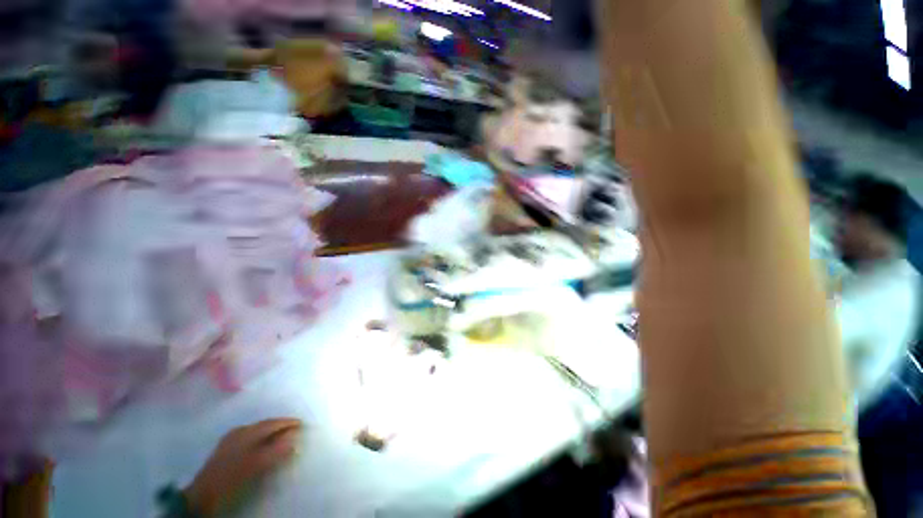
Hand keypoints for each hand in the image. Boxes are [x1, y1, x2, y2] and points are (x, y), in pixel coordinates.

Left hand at [184, 418, 302, 515]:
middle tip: (296, 430)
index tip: (304, 425)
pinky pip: (250, 439)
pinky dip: (261, 440)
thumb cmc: (233, 478)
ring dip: (271, 433)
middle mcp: (239, 431)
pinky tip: (263, 447)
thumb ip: (277, 449)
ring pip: (257, 432)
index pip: (273, 422)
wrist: (202, 497)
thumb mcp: (257, 464)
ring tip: (283, 438)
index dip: (289, 423)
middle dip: (281, 426)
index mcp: (247, 432)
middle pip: (265, 425)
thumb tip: (296, 436)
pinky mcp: (225, 450)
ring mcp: (230, 440)